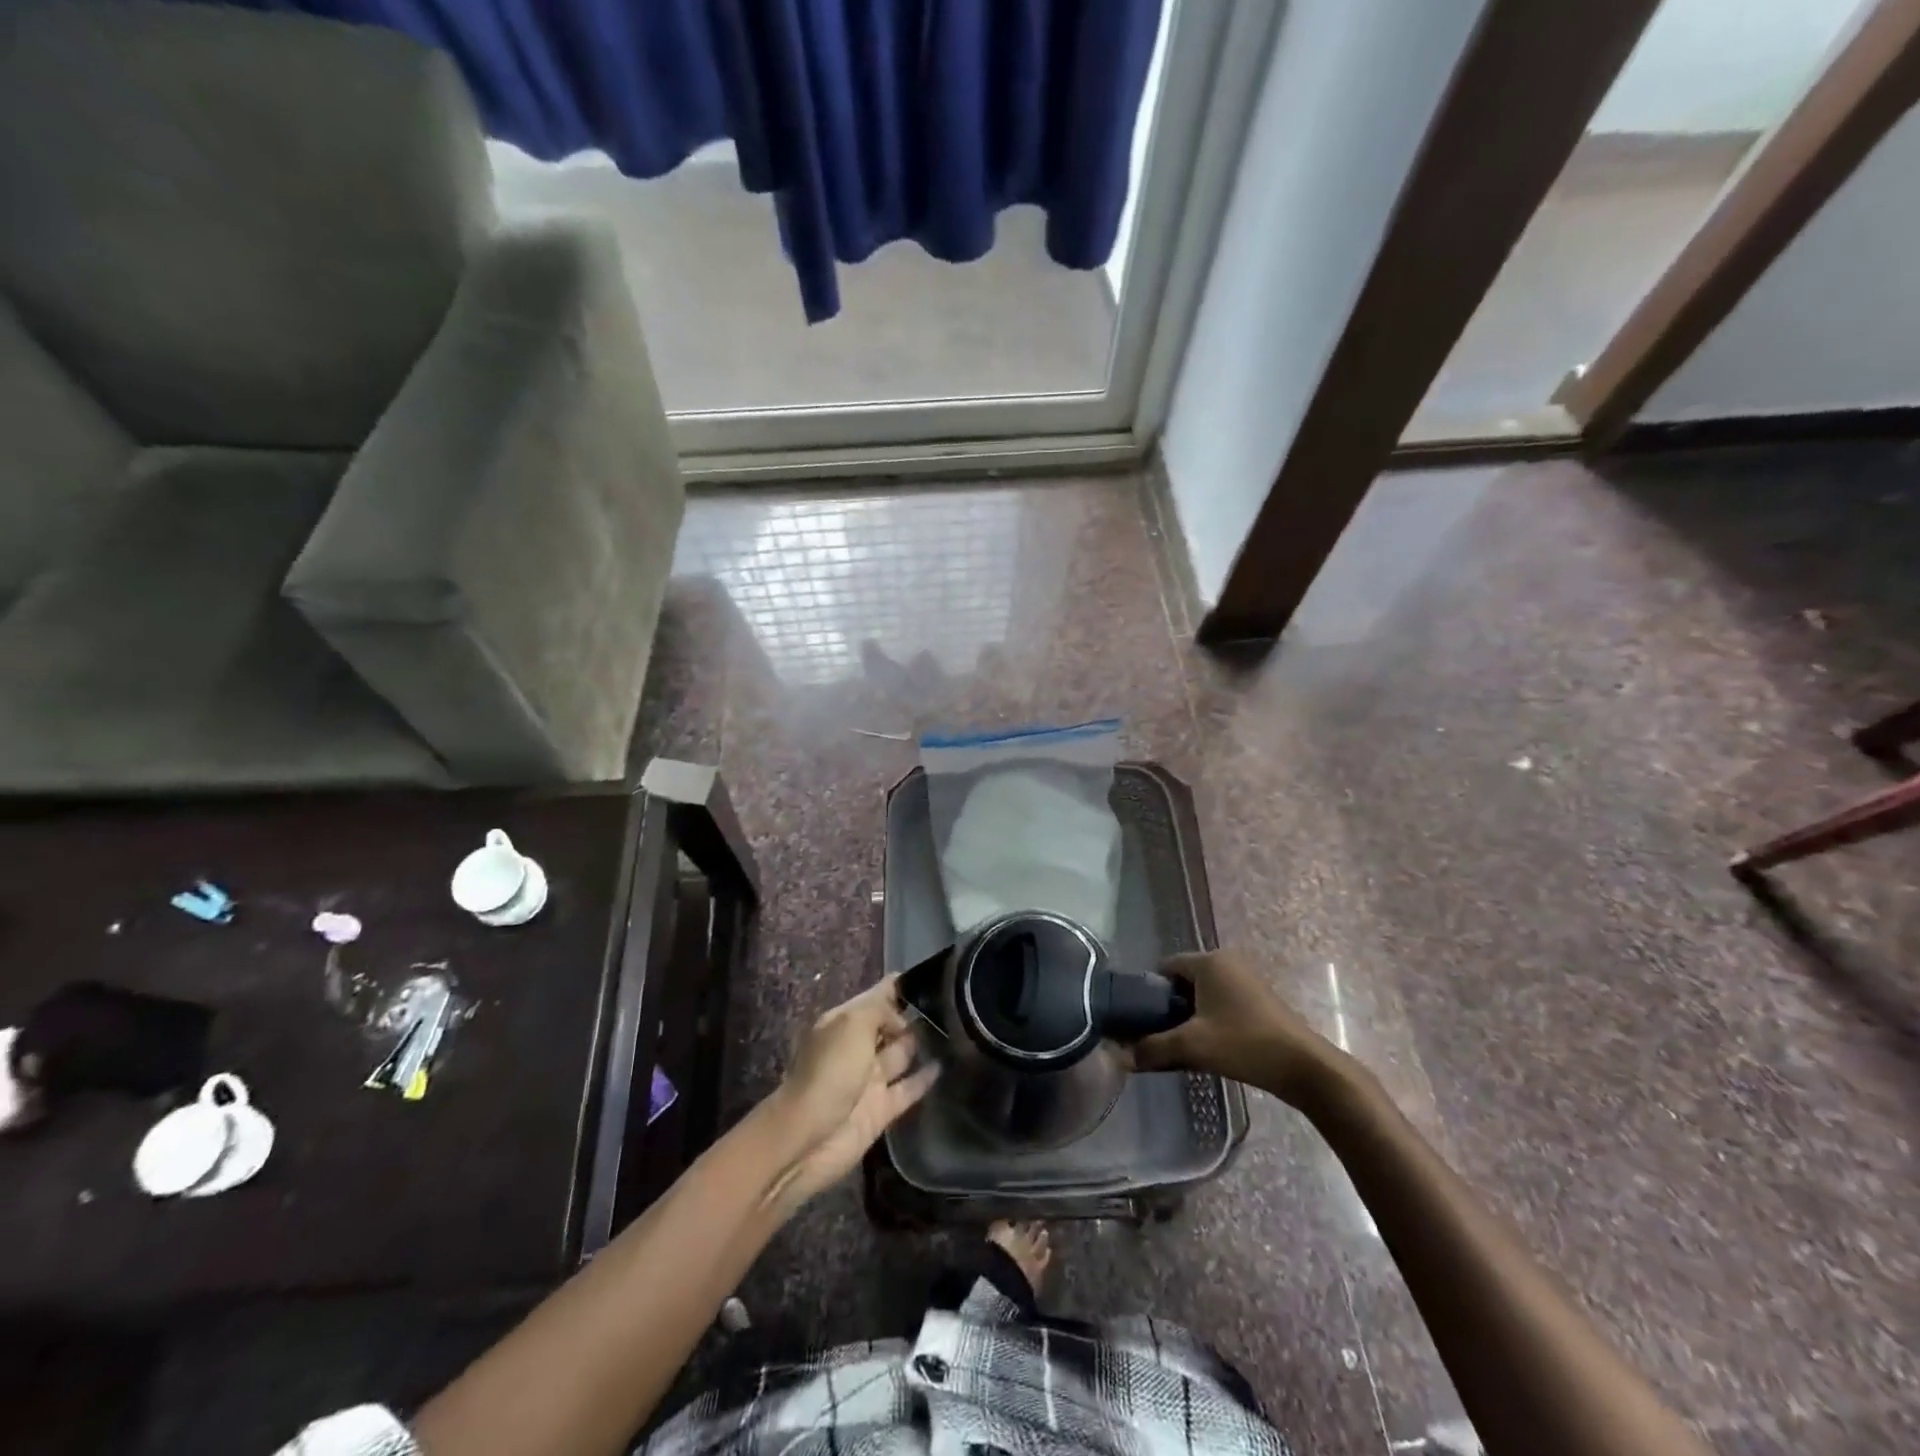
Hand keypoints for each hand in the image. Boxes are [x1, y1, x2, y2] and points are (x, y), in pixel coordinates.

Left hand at [766, 977, 938, 1211]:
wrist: (807, 1138)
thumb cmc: (829, 1072)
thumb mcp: (852, 1025)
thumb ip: (881, 1011)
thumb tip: (902, 1022)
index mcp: (842, 1023)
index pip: (875, 997)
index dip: (897, 987)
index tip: (931, 974)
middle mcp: (856, 1047)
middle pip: (890, 1025)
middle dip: (914, 1014)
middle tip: (953, 1003)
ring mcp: (869, 1079)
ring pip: (901, 1054)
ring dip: (922, 1043)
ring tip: (957, 1029)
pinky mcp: (881, 1109)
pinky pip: (908, 1088)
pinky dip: (925, 1078)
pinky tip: (947, 1064)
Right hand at [1129, 951, 1344, 1107]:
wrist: (1304, 1067)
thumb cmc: (1244, 1044)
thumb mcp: (1192, 1047)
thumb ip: (1153, 1048)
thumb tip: (1122, 1057)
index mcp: (1209, 961)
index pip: (1165, 967)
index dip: (1149, 992)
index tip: (1142, 1020)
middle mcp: (1227, 962)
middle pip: (1184, 980)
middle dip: (1170, 1007)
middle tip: (1161, 1036)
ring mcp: (1247, 980)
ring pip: (1204, 994)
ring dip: (1191, 1017)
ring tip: (1184, 1045)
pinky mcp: (1260, 999)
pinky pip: (1222, 1002)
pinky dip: (1211, 1020)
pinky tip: (1210, 1047)